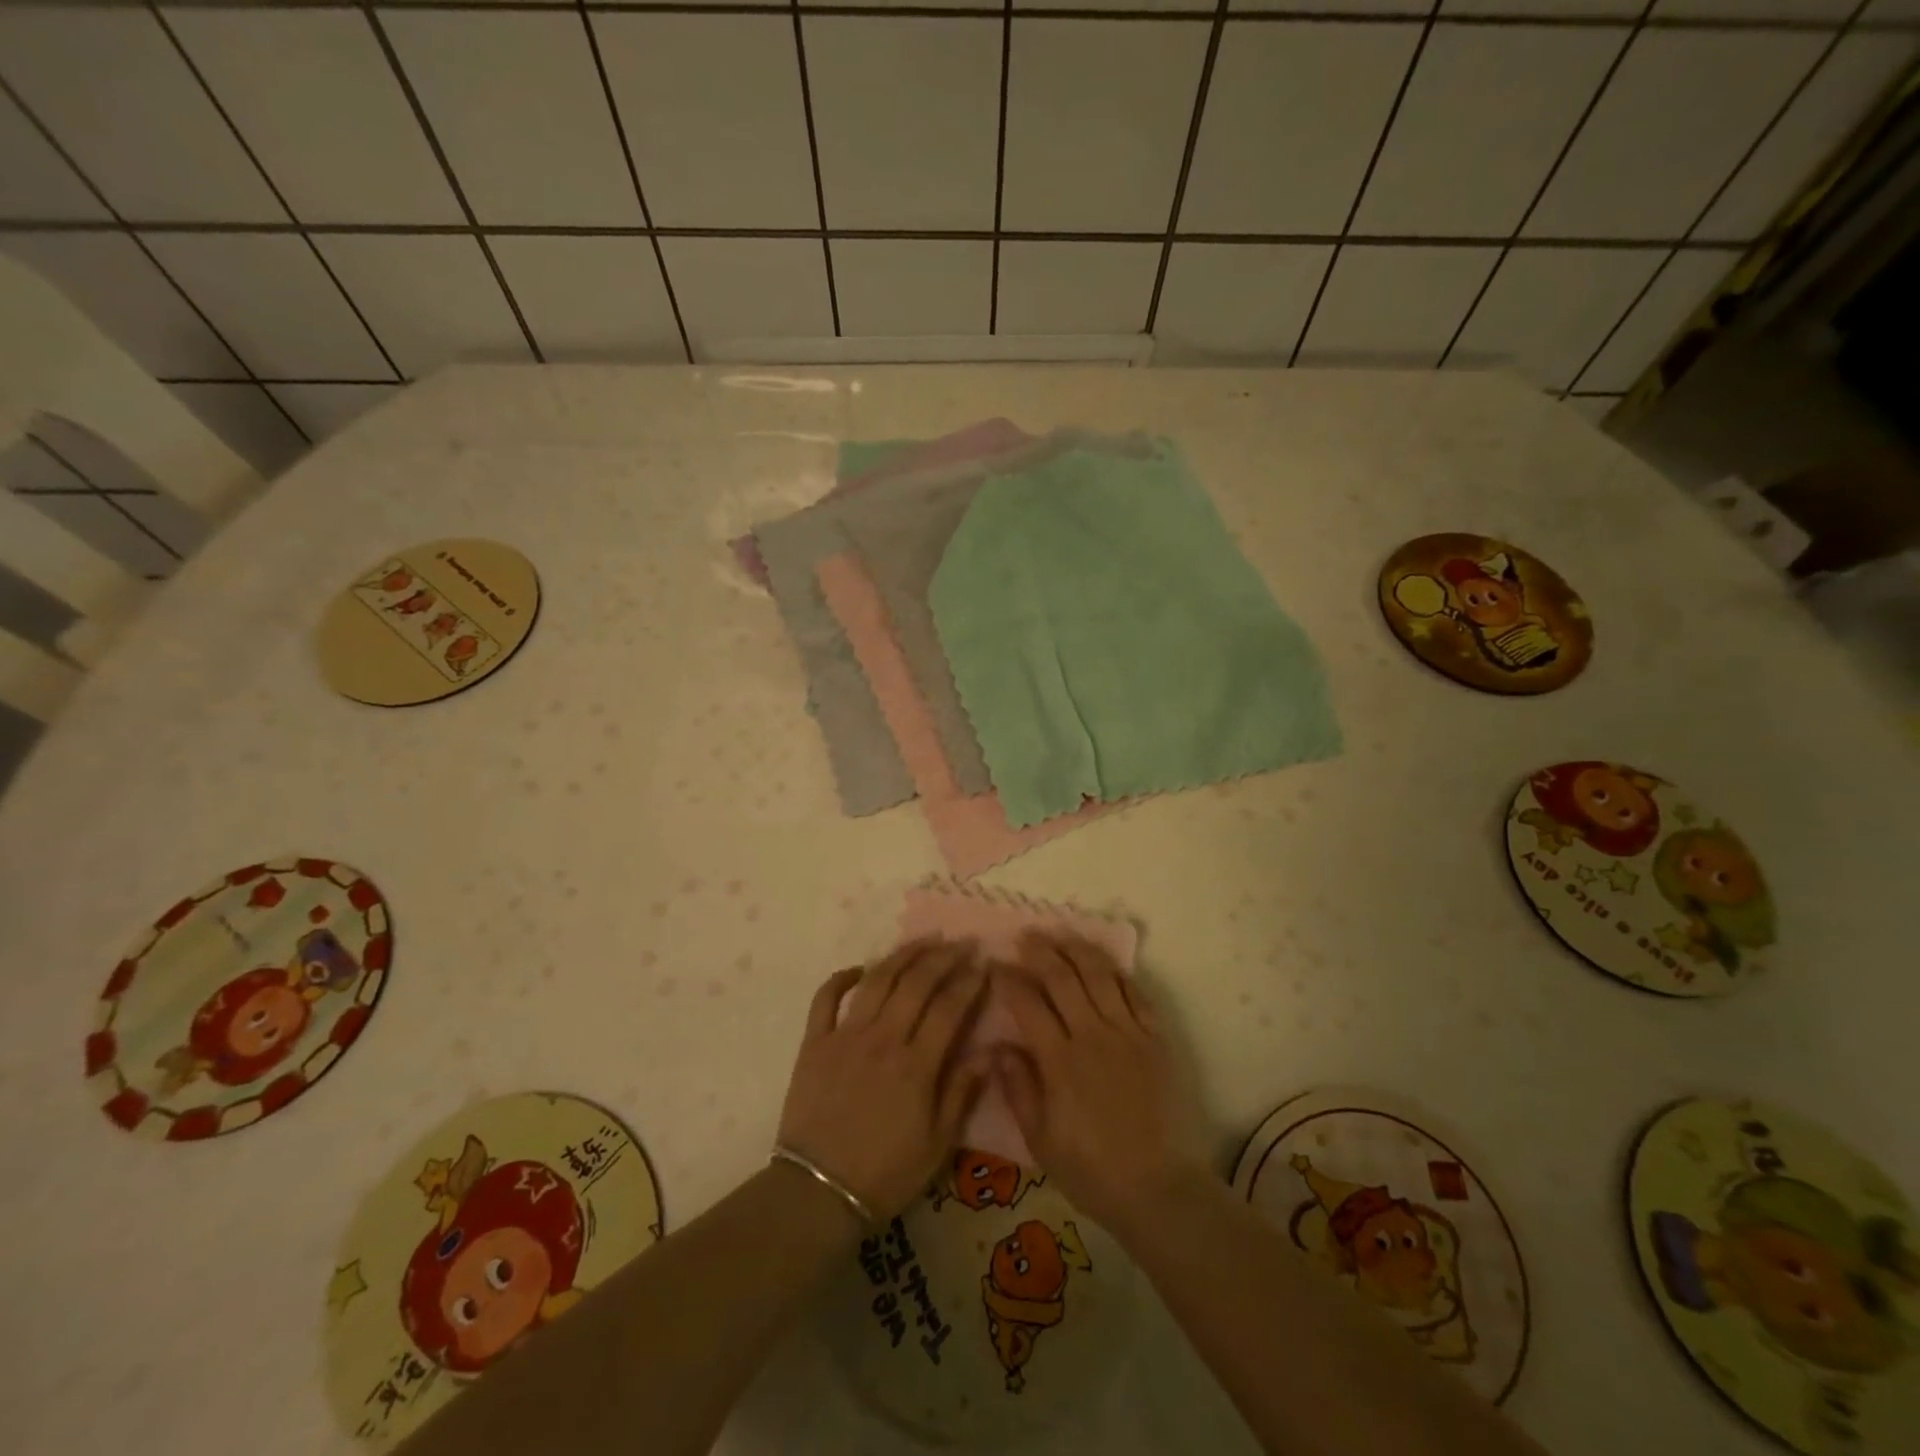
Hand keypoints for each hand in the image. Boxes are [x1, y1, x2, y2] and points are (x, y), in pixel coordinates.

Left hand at [777, 939, 988, 1219]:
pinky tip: (859, 967)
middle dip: (943, 958)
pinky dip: (841, 977)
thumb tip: (990, 1050)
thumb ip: (962, 1092)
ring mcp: (845, 1036)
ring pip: (877, 980)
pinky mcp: (815, 1042)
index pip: (949, 1008)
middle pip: (916, 983)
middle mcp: (883, 1039)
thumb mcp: (937, 1145)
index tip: (985, 964)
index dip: (969, 982)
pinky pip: (826, 998)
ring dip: (902, 956)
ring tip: (923, 941)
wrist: (818, 1193)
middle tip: (961, 943)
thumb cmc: (885, 1173)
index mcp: (916, 1064)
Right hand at [996, 933, 1208, 1237]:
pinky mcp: (1156, 1037)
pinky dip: (1117, 971)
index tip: (995, 965)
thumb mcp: (1040, 1141)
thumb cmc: (1092, 1170)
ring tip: (1061, 935)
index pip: (1027, 1003)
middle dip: (1040, 951)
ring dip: (1077, 949)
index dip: (1008, 978)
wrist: (1160, 1188)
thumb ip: (1017, 1088)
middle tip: (1025, 936)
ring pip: (1099, 974)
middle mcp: (1092, 1034)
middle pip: (1062, 977)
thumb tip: (996, 1045)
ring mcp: (1128, 1032)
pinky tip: (1103, 962)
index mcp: (1059, 1060)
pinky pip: (1135, 992)